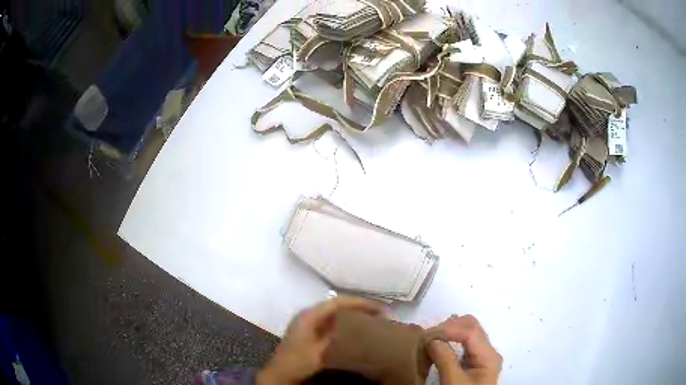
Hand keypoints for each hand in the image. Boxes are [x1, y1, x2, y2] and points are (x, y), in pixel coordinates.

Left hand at [257, 296, 382, 384]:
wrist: (280, 372)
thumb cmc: (299, 361)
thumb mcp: (321, 352)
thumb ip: (337, 337)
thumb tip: (358, 326)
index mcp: (309, 315)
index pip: (337, 302)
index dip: (358, 303)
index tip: (377, 307)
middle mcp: (308, 314)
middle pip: (336, 304)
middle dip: (357, 306)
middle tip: (378, 311)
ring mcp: (307, 321)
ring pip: (334, 311)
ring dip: (351, 312)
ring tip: (371, 317)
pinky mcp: (309, 330)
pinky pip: (330, 320)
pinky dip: (344, 320)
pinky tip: (354, 327)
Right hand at [427, 315, 501, 384]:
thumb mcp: (453, 381)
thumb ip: (445, 359)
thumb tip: (433, 339)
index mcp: (488, 355)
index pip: (471, 331)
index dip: (449, 329)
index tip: (427, 335)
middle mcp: (488, 351)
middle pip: (472, 327)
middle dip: (450, 327)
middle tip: (429, 336)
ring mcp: (483, 356)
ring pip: (469, 333)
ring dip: (450, 332)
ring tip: (432, 340)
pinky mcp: (475, 363)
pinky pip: (465, 344)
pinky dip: (452, 341)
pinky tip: (440, 347)